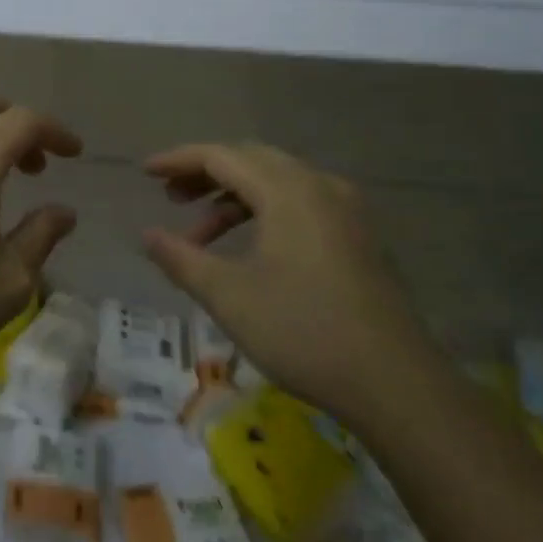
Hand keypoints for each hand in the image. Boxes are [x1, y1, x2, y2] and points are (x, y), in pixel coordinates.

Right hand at [140, 142, 432, 422]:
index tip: (145, 172)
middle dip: (205, 174)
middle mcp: (319, 186)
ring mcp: (346, 211)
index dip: (178, 160)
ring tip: (200, 234)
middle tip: (171, 197)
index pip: (221, 156)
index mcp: (288, 191)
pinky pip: (300, 204)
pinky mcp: (358, 238)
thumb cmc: (303, 331)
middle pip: (251, 161)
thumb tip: (148, 235)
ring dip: (234, 198)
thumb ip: (181, 258)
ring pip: (277, 183)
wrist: (397, 385)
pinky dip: (264, 213)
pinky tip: (248, 249)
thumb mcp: (228, 296)